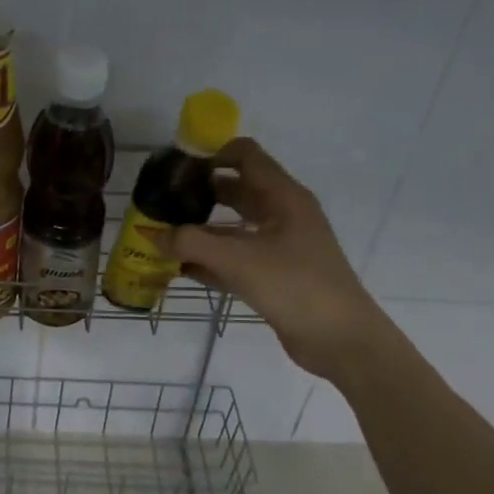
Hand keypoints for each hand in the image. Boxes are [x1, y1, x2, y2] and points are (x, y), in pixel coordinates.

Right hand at [160, 139, 393, 383]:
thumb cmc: (294, 286)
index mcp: (283, 196)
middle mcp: (283, 214)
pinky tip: (181, 269)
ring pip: (235, 227)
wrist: (341, 339)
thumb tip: (152, 235)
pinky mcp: (276, 274)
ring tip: (164, 235)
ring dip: (202, 229)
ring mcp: (282, 246)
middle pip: (237, 189)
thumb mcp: (237, 260)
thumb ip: (190, 244)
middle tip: (163, 202)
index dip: (211, 154)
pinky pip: (237, 257)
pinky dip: (212, 259)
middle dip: (200, 192)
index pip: (245, 155)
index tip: (176, 168)